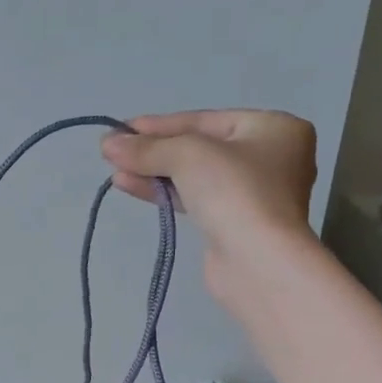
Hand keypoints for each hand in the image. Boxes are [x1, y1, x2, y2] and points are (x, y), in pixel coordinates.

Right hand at [101, 109, 317, 290]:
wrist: (258, 262)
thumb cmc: (234, 192)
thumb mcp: (187, 155)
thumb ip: (146, 147)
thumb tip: (108, 142)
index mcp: (273, 128)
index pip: (204, 120)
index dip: (159, 124)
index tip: (121, 128)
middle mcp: (270, 157)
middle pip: (199, 147)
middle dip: (154, 150)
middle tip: (114, 151)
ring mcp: (253, 194)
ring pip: (194, 175)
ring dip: (153, 172)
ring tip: (115, 172)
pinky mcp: (235, 223)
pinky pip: (195, 199)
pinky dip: (164, 192)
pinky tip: (130, 186)